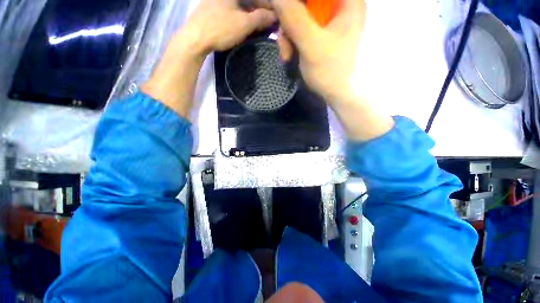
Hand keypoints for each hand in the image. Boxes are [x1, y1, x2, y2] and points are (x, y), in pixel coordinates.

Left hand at [182, 0, 275, 55]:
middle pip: (249, 1)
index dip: (268, 7)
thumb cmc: (221, 28)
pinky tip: (246, 26)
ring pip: (241, 5)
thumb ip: (260, 18)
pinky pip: (233, 10)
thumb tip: (274, 17)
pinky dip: (242, 17)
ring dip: (252, 15)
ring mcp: (218, 0)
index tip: (276, 18)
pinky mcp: (214, 8)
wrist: (195, 39)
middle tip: (268, 24)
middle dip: (260, 12)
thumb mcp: (244, 24)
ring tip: (259, 27)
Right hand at [273, 0, 363, 101]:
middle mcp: (340, 6)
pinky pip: (301, 27)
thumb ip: (294, 18)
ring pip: (301, 14)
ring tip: (285, 54)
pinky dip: (291, 40)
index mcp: (348, 2)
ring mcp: (329, 20)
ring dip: (288, 33)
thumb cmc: (329, 71)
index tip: (284, 10)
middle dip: (289, 19)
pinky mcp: (320, 33)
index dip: (298, 1)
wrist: (334, 93)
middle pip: (308, 2)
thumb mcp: (311, 44)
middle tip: (282, 38)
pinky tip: (288, 55)